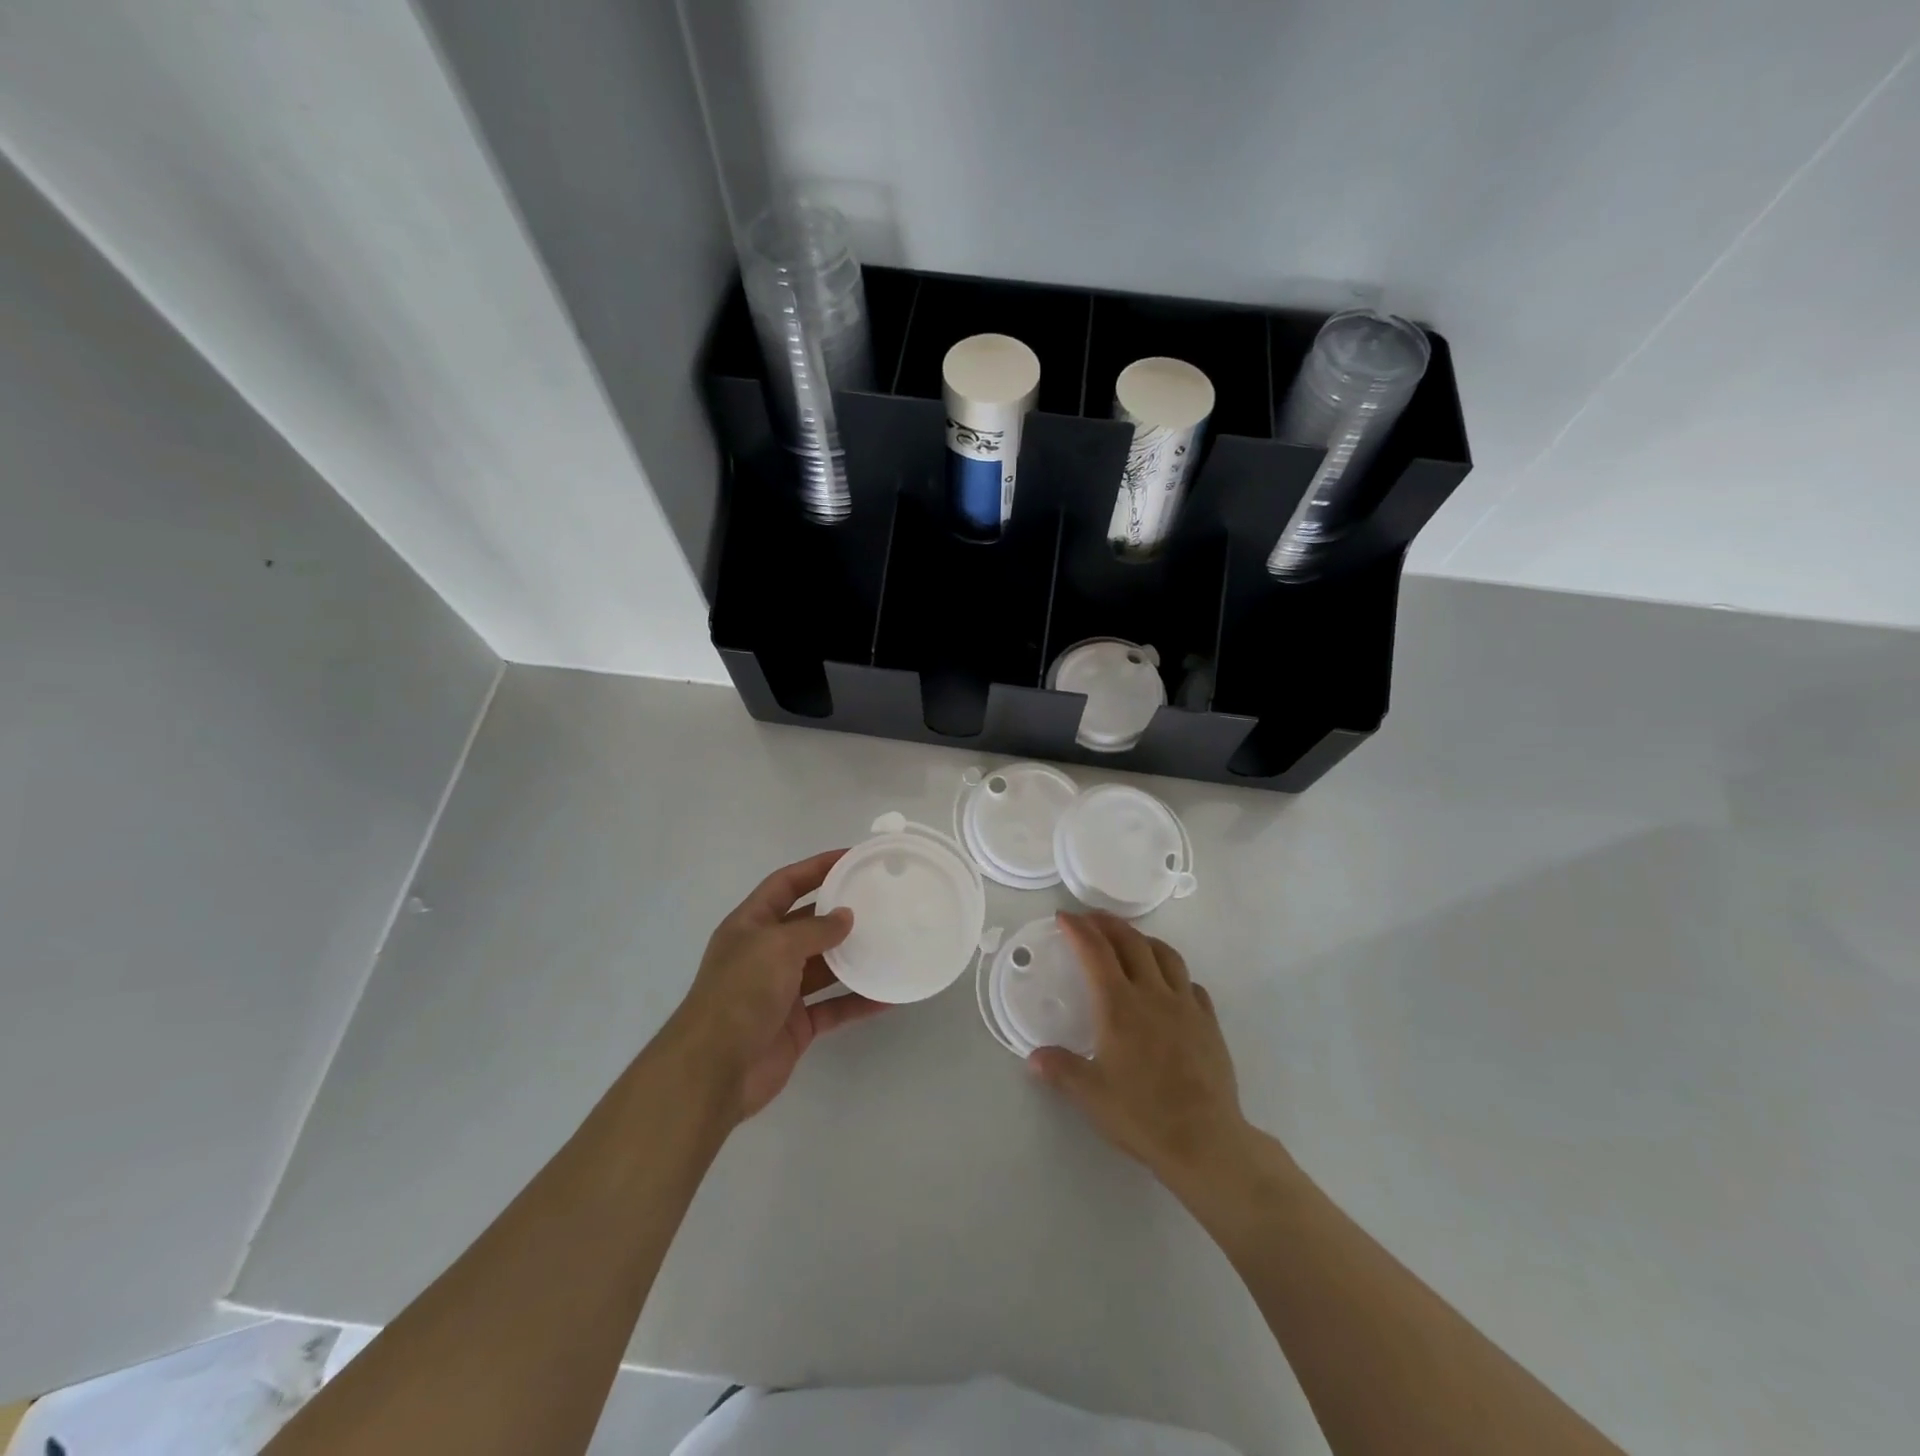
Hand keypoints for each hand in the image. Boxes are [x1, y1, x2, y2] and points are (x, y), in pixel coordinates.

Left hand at [663, 850, 886, 1124]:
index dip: (816, 867)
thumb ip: (814, 929)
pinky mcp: (797, 1024)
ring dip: (854, 956)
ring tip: (892, 942)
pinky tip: (889, 994)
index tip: (851, 857)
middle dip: (840, 913)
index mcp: (750, 925)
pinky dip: (859, 1000)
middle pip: (808, 924)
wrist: (714, 1070)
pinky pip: (834, 1005)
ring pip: (825, 966)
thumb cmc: (740, 994)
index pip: (785, 884)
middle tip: (881, 901)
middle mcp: (765, 953)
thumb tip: (845, 916)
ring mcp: (781, 991)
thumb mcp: (776, 947)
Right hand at [1028, 912, 1252, 1192]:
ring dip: (1144, 939)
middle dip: (1108, 924)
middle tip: (1092, 919)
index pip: (1095, 952)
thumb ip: (1060, 1070)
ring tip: (1131, 940)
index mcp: (1119, 1005)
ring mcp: (1185, 1006)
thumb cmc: (1142, 1114)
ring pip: (1165, 955)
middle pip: (1131, 942)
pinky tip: (1170, 984)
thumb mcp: (1090, 1095)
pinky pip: (1190, 983)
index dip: (1079, 929)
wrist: (1205, 1140)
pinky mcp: (1209, 1022)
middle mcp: (1152, 994)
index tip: (1065, 917)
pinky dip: (1174, 973)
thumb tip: (1034, 1059)